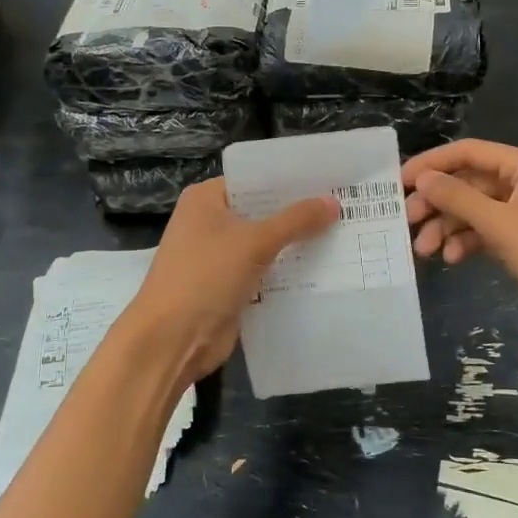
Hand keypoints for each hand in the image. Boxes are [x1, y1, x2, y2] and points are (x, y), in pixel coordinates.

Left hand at [127, 179, 338, 386]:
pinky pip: (265, 270)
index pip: (255, 179)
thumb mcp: (254, 242)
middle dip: (299, 212)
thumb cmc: (206, 276)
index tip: (330, 178)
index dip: (291, 179)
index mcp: (206, 199)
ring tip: (343, 232)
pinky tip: (324, 267)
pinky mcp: (229, 286)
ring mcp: (219, 256)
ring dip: (297, 243)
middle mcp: (210, 222)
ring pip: (266, 243)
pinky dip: (287, 270)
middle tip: (345, 205)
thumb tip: (334, 202)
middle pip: (262, 211)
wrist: (172, 340)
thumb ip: (296, 220)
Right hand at [401, 140, 517, 337]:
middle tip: (406, 222)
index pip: (468, 152)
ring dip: (448, 226)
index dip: (431, 164)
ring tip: (424, 250)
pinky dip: (466, 242)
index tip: (398, 182)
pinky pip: (485, 231)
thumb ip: (458, 198)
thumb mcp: (500, 224)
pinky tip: (452, 260)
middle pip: (468, 182)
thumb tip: (422, 179)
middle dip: (437, 202)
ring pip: (473, 210)